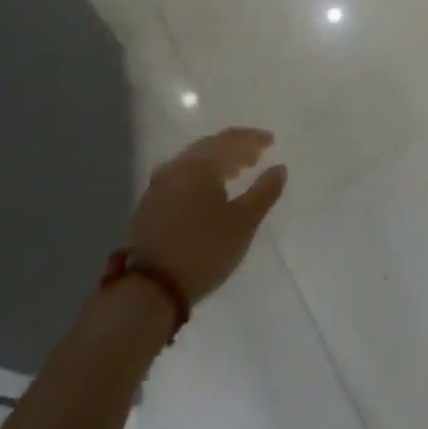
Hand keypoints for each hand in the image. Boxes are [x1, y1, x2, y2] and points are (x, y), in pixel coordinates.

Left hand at [126, 127, 287, 303]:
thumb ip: (264, 192)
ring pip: (192, 162)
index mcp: (201, 164)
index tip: (271, 141)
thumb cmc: (204, 250)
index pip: (231, 139)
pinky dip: (198, 177)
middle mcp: (177, 167)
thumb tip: (279, 168)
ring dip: (215, 163)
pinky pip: (179, 177)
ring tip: (234, 174)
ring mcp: (158, 185)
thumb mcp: (243, 223)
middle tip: (254, 158)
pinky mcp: (148, 205)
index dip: (253, 138)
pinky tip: (206, 194)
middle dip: (234, 149)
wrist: (148, 290)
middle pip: (210, 146)